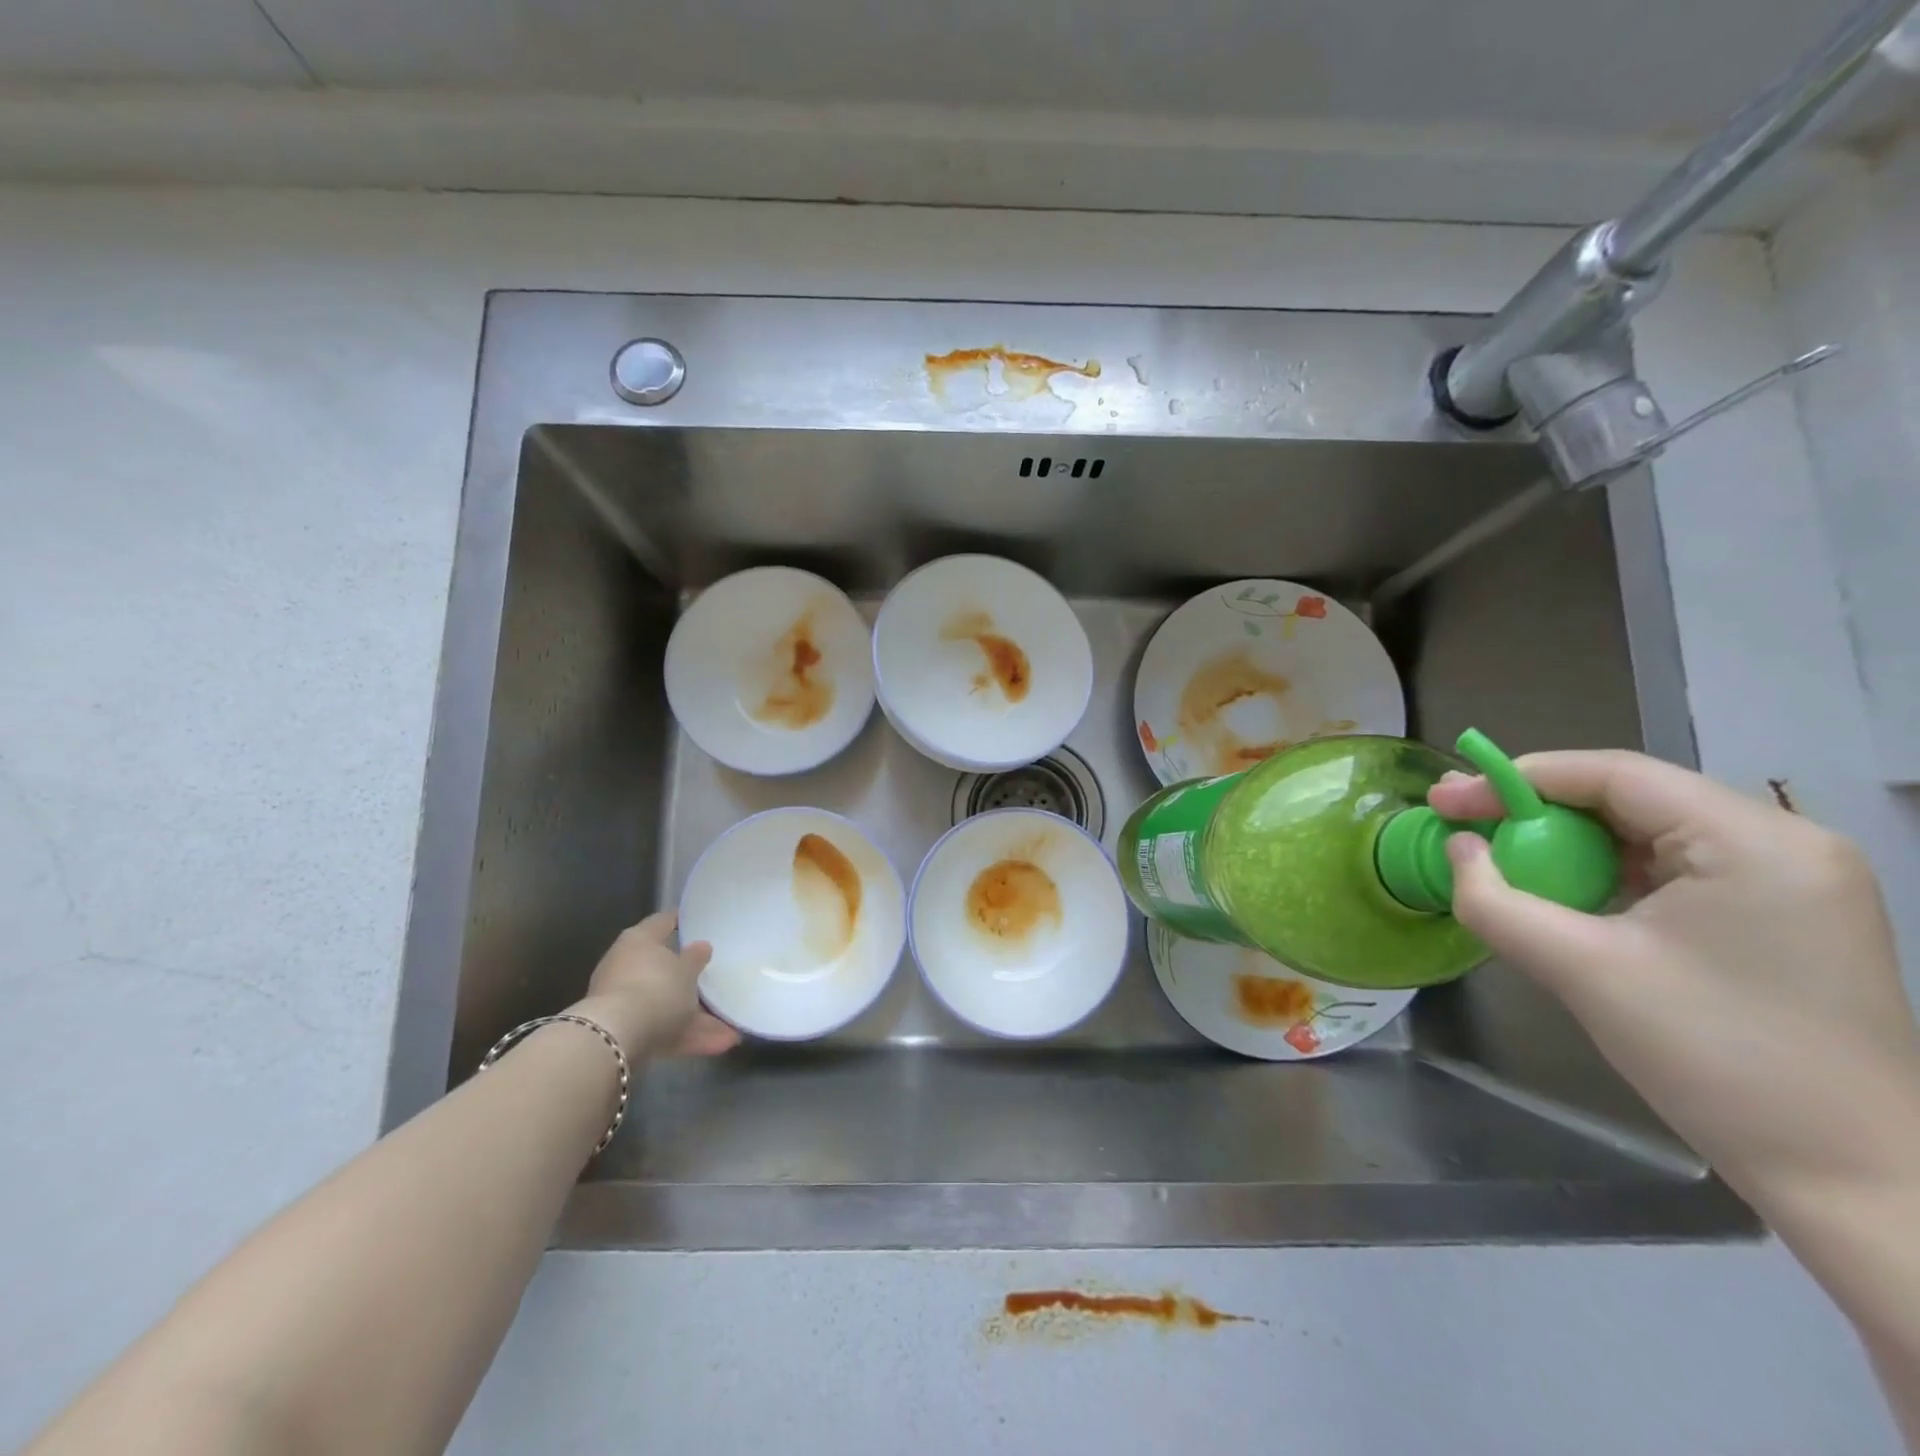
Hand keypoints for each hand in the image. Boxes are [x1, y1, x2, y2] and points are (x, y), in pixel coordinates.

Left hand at [571, 912, 739, 1059]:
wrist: (616, 1040)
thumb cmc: (656, 989)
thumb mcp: (687, 970)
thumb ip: (696, 958)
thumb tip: (701, 946)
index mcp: (639, 941)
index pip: (662, 922)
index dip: (681, 921)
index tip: (700, 923)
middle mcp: (626, 966)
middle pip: (663, 968)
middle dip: (690, 978)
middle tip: (715, 978)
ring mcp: (624, 1001)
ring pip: (666, 1004)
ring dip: (697, 1016)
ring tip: (731, 1025)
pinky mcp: (626, 1032)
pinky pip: (664, 1029)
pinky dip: (688, 1035)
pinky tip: (720, 1042)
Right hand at [1428, 751, 1919, 1205]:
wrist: (1852, 1180)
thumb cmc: (1714, 1060)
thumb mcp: (1580, 970)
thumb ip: (1496, 900)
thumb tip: (1457, 848)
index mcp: (1754, 842)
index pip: (1614, 774)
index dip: (1517, 779)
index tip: (1446, 799)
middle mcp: (1785, 844)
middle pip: (1631, 798)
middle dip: (1537, 812)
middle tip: (1463, 827)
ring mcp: (1793, 882)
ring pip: (1649, 834)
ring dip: (1568, 846)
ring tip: (1505, 865)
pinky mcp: (1784, 917)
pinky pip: (1674, 870)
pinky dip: (1607, 874)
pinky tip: (1567, 898)